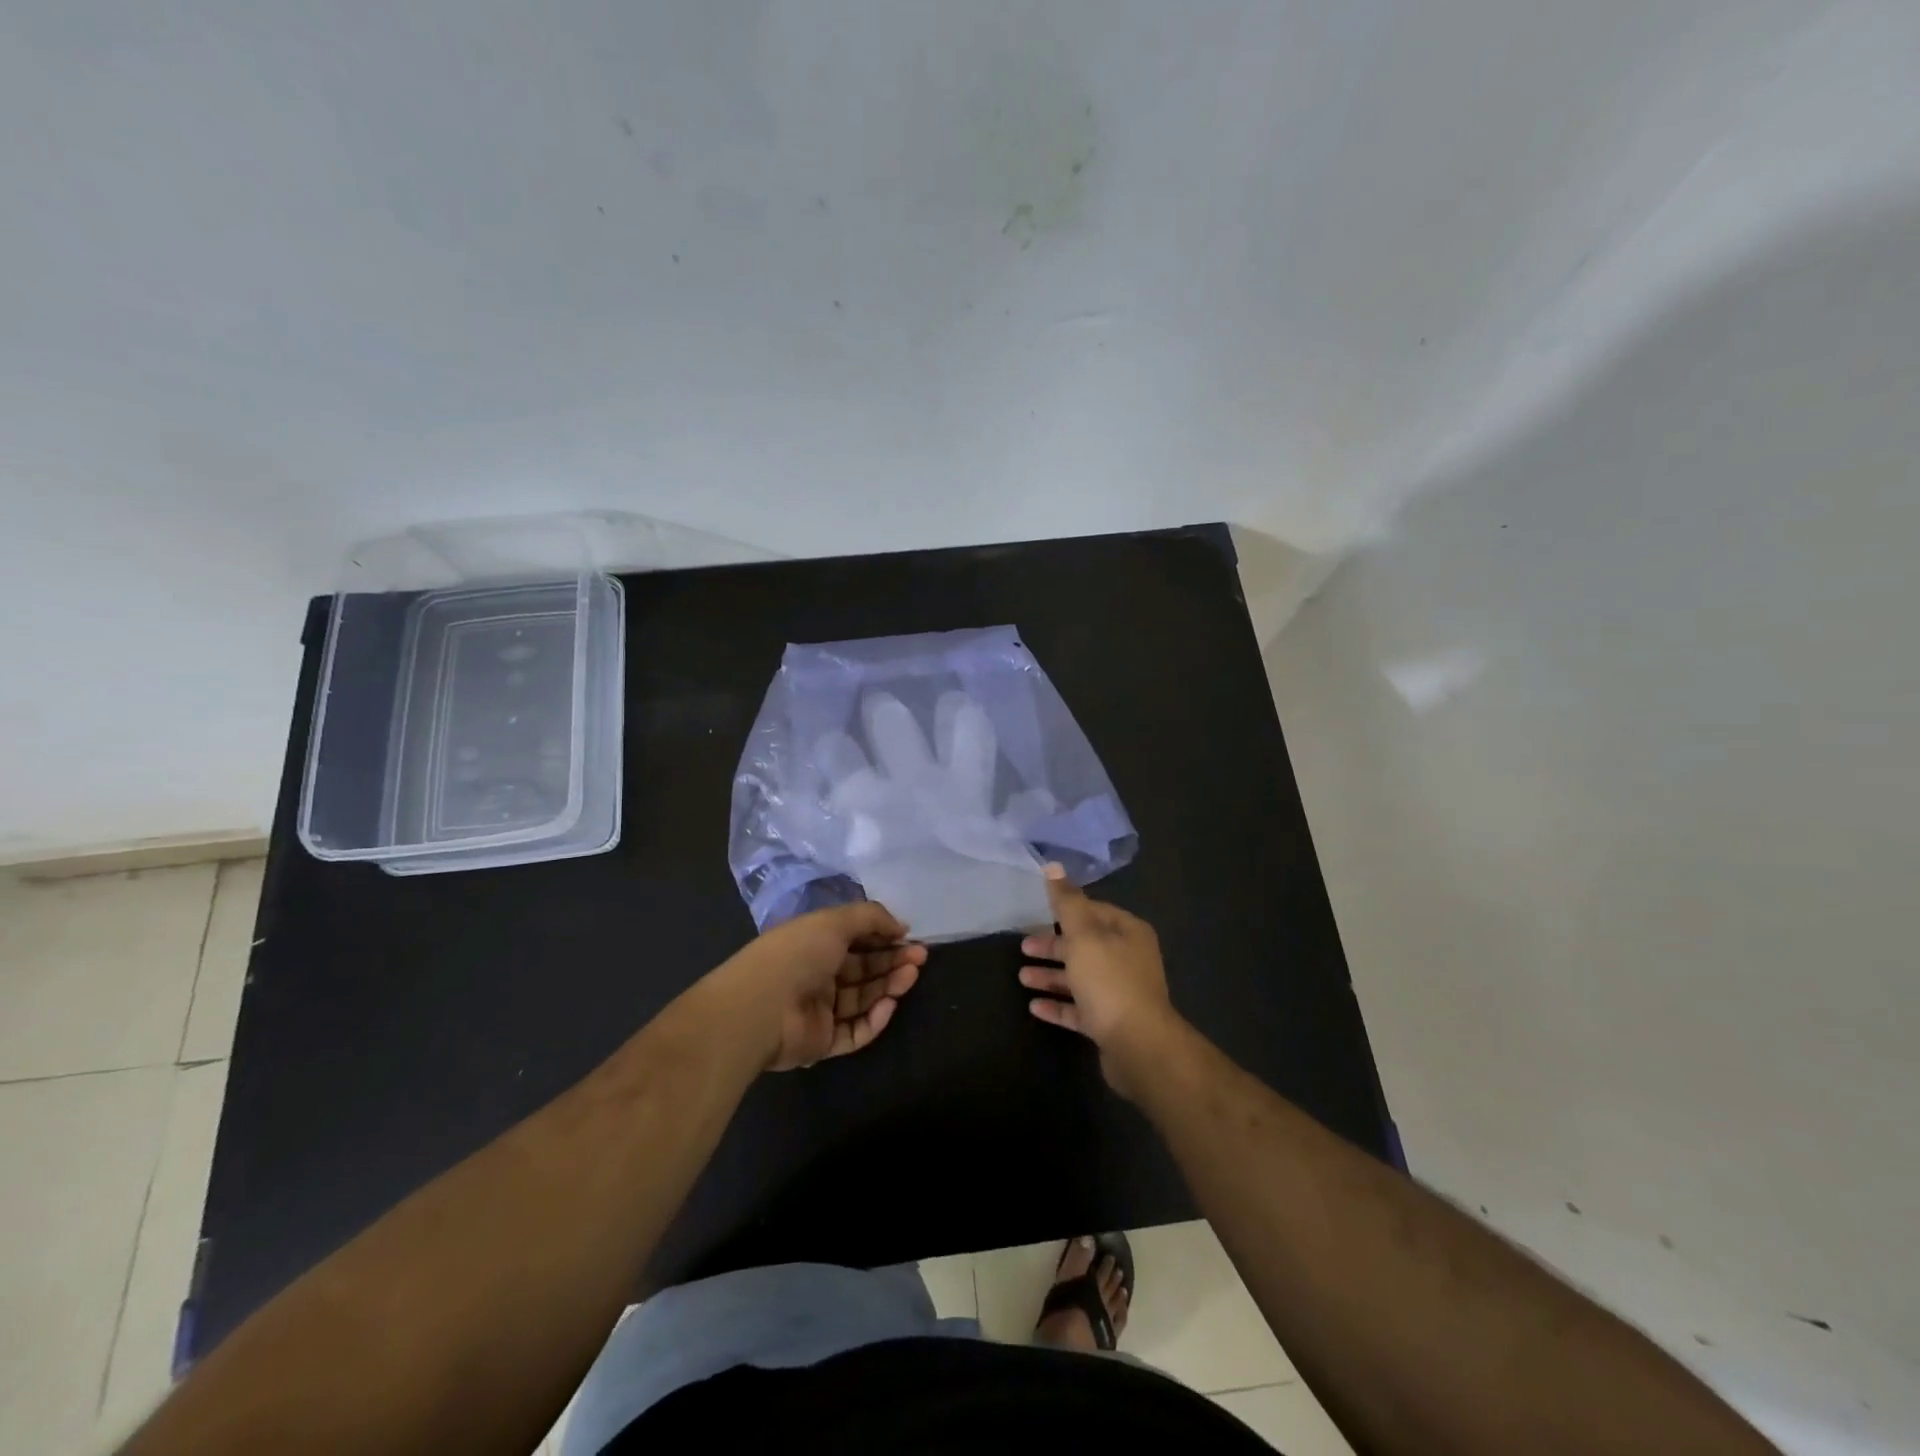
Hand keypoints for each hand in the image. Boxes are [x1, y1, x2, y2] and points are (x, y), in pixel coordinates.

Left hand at [712, 901, 926, 1070]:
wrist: (760, 1008)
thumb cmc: (797, 954)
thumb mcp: (835, 921)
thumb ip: (871, 918)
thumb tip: (901, 926)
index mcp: (814, 943)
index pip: (855, 939)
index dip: (883, 937)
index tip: (909, 937)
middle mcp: (817, 975)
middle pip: (863, 969)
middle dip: (892, 961)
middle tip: (920, 957)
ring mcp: (819, 1010)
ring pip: (863, 999)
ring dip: (888, 986)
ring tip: (911, 975)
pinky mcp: (822, 1042)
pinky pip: (855, 1031)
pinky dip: (875, 1019)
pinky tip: (890, 1004)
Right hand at [1018, 865, 1179, 1096]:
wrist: (1138, 1046)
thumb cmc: (1109, 981)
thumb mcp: (1083, 935)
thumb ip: (1066, 902)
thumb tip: (1052, 866)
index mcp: (1128, 932)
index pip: (1094, 911)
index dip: (1066, 910)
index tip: (1037, 913)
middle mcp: (1128, 959)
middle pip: (1085, 945)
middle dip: (1053, 946)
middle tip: (1023, 947)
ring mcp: (1121, 993)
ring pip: (1081, 977)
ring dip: (1051, 976)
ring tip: (1022, 978)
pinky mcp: (1111, 1023)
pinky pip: (1080, 1008)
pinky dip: (1058, 1005)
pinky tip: (1034, 1007)